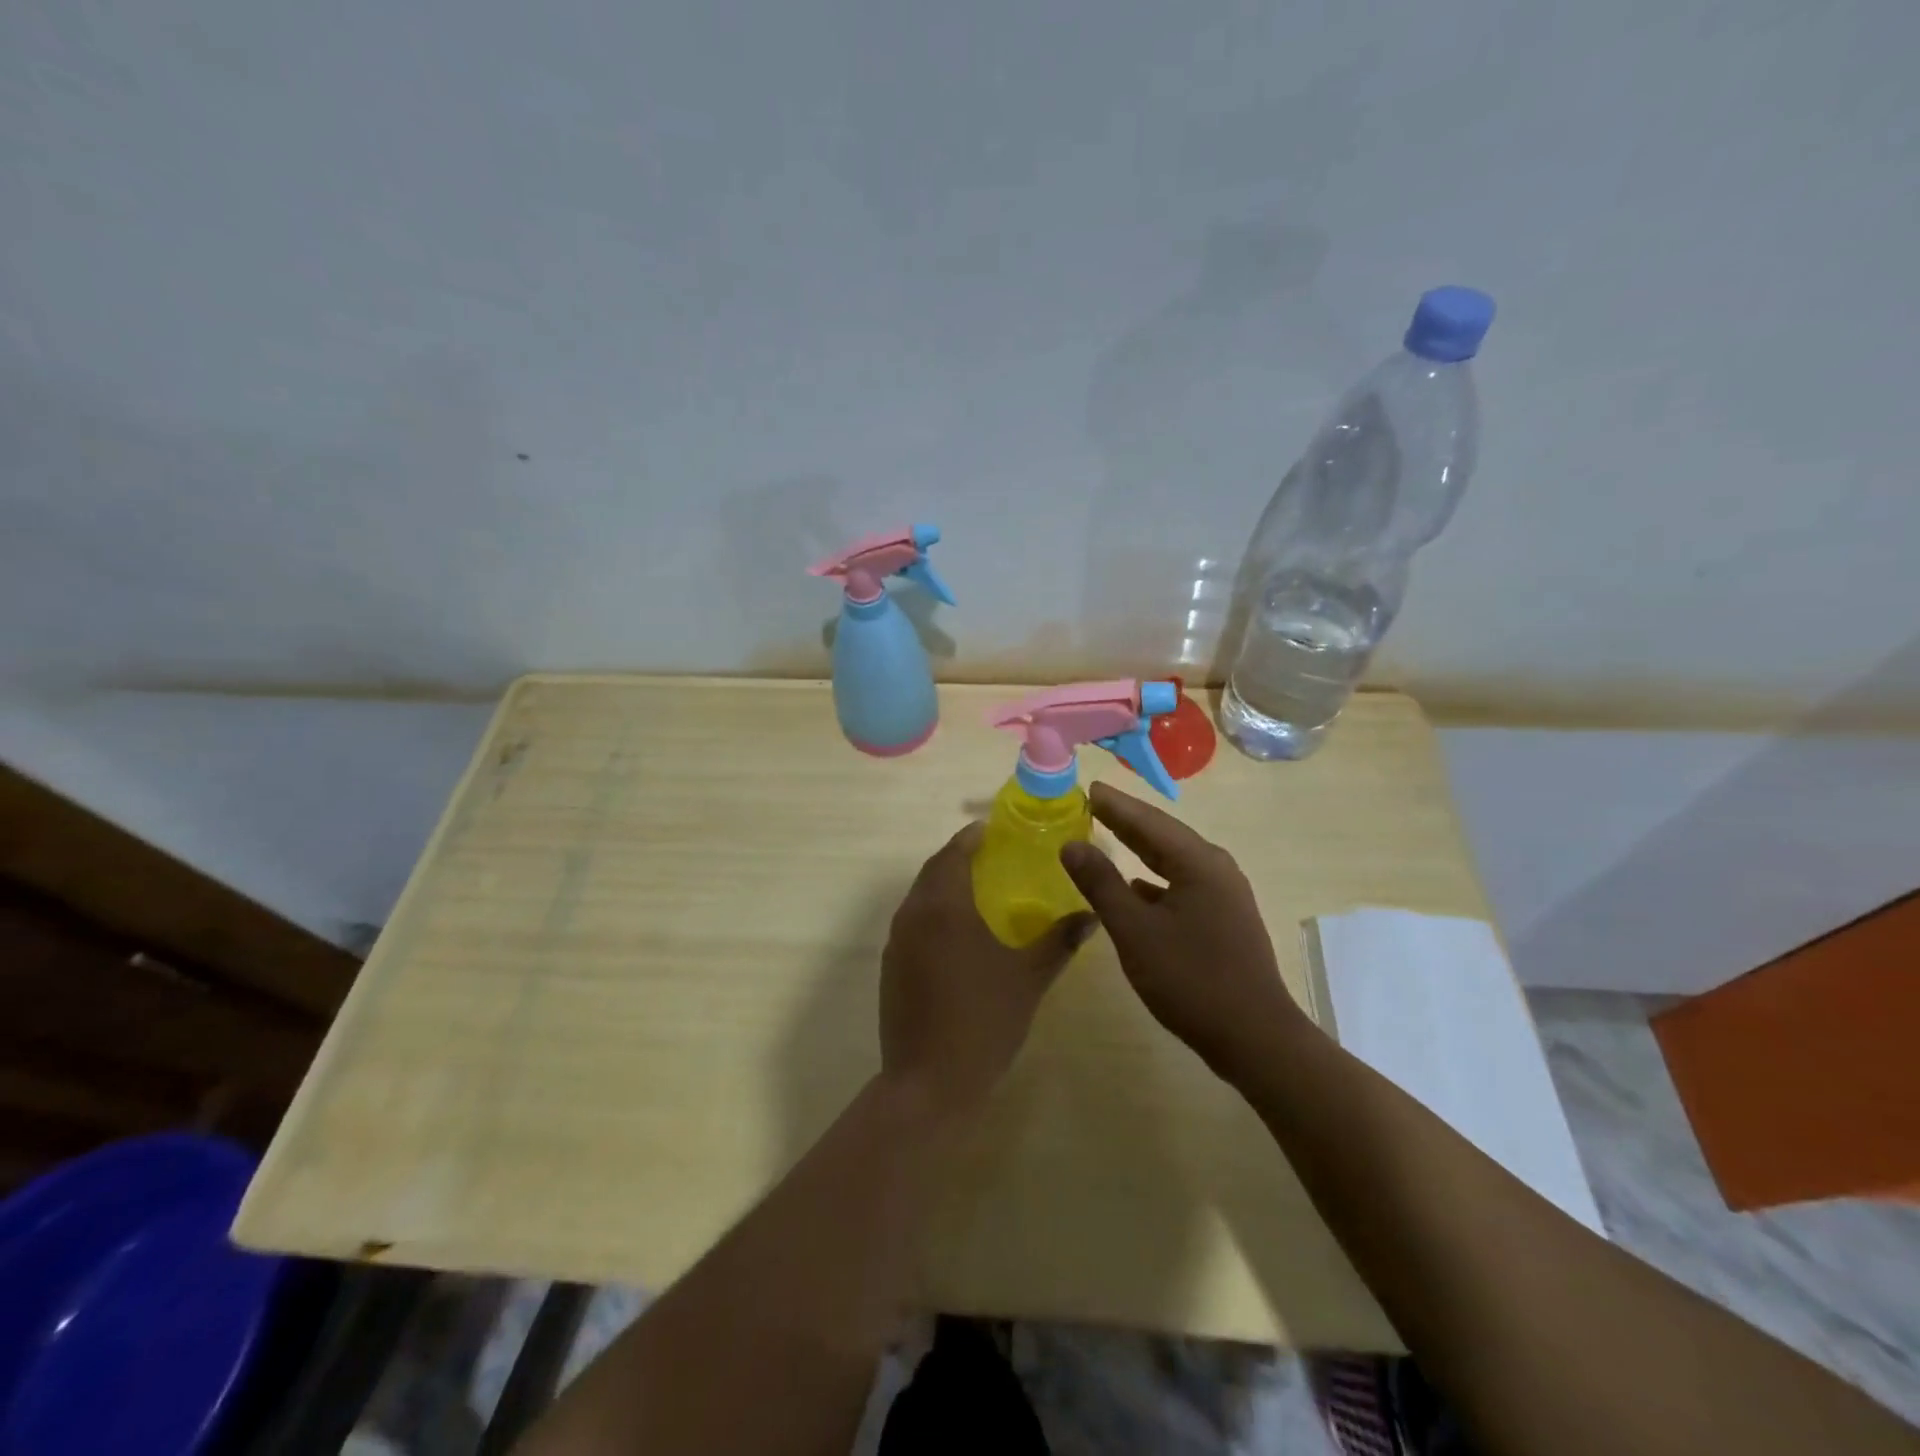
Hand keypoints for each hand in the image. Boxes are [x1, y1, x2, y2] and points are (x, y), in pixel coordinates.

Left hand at [881, 823, 1094, 1116]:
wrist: (929, 1082)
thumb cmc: (984, 1021)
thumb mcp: (1029, 978)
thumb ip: (1060, 941)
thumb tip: (1092, 915)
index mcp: (944, 907)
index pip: (953, 854)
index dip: (971, 837)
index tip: (990, 829)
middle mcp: (913, 915)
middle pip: (933, 870)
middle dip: (957, 857)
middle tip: (989, 855)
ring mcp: (896, 942)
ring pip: (919, 896)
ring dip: (943, 884)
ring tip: (976, 889)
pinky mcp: (891, 967)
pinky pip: (912, 922)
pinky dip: (932, 912)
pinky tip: (956, 933)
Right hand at [1060, 782, 1308, 1080]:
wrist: (1255, 1038)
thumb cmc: (1191, 979)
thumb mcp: (1135, 931)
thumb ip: (1101, 884)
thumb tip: (1072, 845)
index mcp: (1197, 862)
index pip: (1147, 821)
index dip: (1115, 805)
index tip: (1087, 788)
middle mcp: (1216, 868)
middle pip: (1163, 834)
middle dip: (1127, 820)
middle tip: (1092, 805)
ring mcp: (1224, 894)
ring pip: (1174, 859)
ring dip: (1140, 847)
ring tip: (1108, 835)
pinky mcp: (1224, 918)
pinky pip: (1182, 883)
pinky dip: (1154, 877)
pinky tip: (1136, 887)